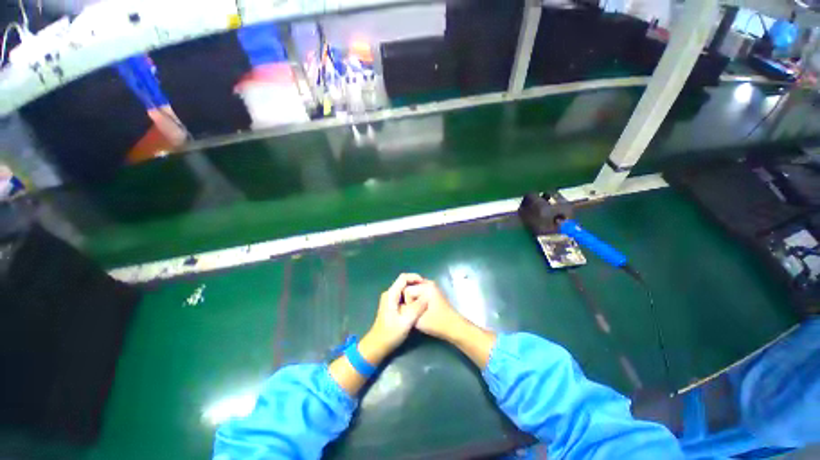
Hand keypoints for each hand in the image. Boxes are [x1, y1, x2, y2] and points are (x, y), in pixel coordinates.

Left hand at [360, 273, 427, 360]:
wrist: (378, 345)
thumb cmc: (391, 333)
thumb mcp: (406, 321)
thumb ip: (417, 307)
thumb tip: (428, 296)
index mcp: (391, 294)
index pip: (403, 278)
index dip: (415, 277)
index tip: (425, 283)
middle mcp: (389, 294)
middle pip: (404, 282)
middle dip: (416, 284)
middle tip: (427, 290)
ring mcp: (390, 299)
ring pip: (404, 289)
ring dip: (414, 290)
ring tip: (425, 295)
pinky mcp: (392, 305)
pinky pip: (403, 295)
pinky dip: (411, 296)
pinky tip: (418, 303)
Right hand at [404, 279, 495, 368]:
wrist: (453, 327)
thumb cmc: (437, 323)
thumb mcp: (417, 319)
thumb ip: (405, 310)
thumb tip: (397, 306)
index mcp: (426, 287)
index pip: (406, 290)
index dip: (406, 302)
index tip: (411, 312)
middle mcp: (429, 283)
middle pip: (410, 288)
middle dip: (408, 299)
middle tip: (412, 311)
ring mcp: (432, 287)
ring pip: (414, 290)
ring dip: (412, 299)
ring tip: (415, 310)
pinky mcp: (433, 292)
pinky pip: (419, 292)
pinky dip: (417, 298)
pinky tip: (418, 308)